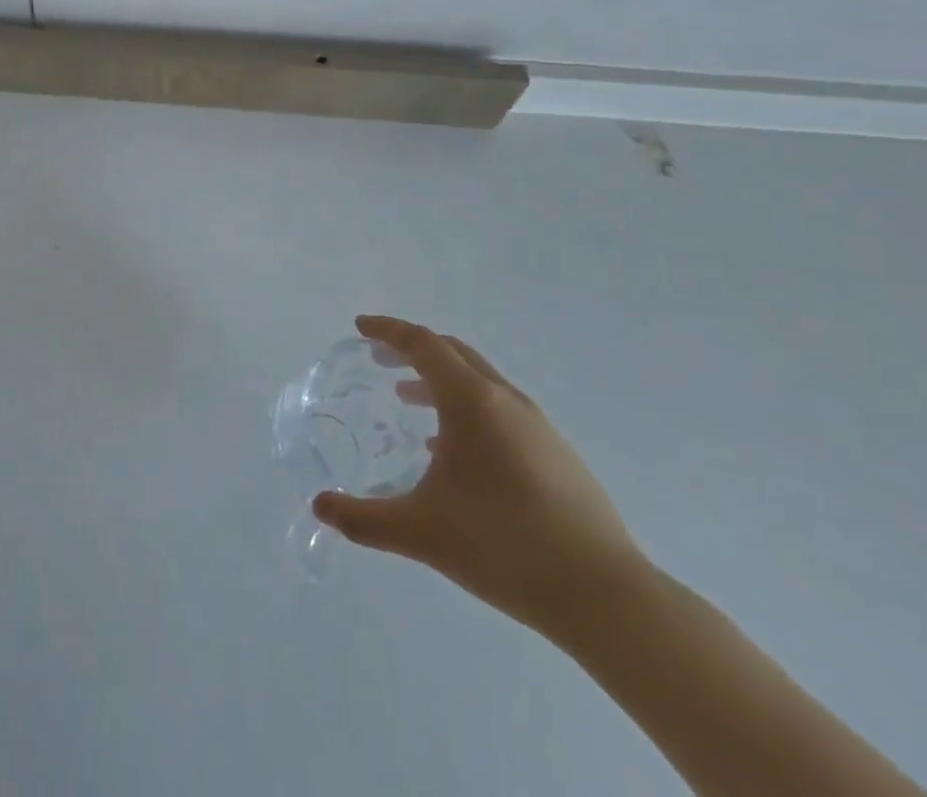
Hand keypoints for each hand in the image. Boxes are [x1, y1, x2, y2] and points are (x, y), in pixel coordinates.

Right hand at [313, 316, 648, 636]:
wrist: (606, 598)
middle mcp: (506, 400)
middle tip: (379, 360)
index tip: (360, 328)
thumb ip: (363, 518)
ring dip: (440, 380)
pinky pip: (501, 410)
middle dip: (412, 350)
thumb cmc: (503, 546)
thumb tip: (320, 506)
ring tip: (409, 402)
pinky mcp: (558, 454)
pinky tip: (455, 452)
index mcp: (471, 401)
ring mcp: (539, 426)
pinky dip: (467, 408)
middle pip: (453, 352)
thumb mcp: (420, 532)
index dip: (388, 331)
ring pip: (479, 381)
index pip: (423, 344)